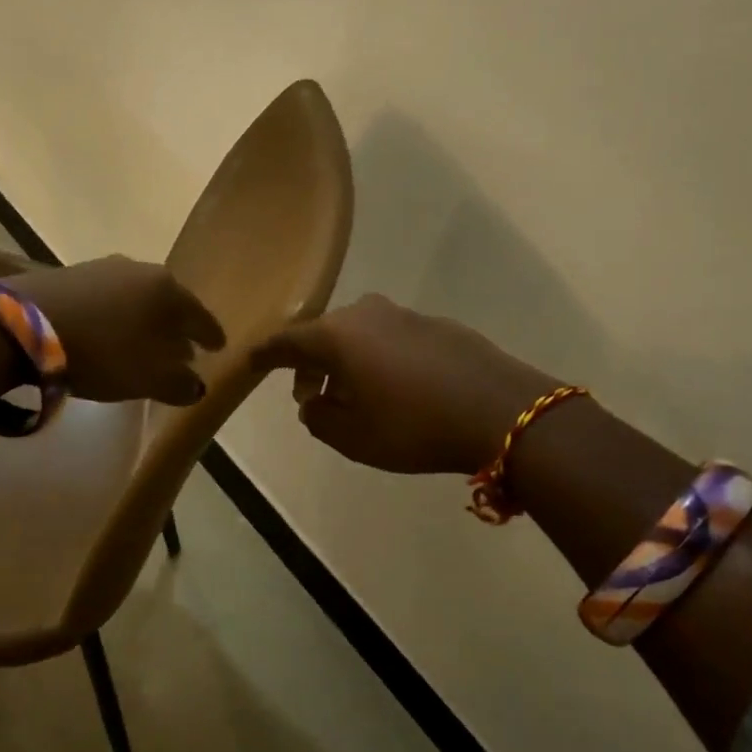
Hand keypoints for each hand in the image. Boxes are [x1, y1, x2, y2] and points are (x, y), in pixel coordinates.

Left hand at [16, 256, 225, 405]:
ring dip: (144, 320)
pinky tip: (108, 331)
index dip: (211, 334)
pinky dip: (116, 315)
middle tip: (183, 348)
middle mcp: (140, 270)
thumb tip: (197, 386)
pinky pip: (107, 298)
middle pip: (169, 302)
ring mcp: (103, 268)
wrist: (22, 327)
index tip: (219, 347)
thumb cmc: (102, 351)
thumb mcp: (148, 378)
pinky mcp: (70, 274)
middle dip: (176, 326)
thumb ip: (179, 384)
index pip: (200, 315)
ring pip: (137, 298)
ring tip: (144, 342)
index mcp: (168, 290)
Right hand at [250, 294, 559, 475]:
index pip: (288, 341)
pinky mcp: (439, 326)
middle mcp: (368, 314)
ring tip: (353, 399)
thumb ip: (319, 419)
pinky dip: (380, 360)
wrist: (502, 412)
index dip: (266, 354)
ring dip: (347, 364)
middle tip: (309, 397)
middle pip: (324, 335)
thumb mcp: (353, 437)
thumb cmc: (415, 426)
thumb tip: (312, 403)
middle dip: (311, 365)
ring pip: (360, 336)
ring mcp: (406, 316)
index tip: (249, 362)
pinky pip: (392, 340)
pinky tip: (396, 390)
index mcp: (339, 335)